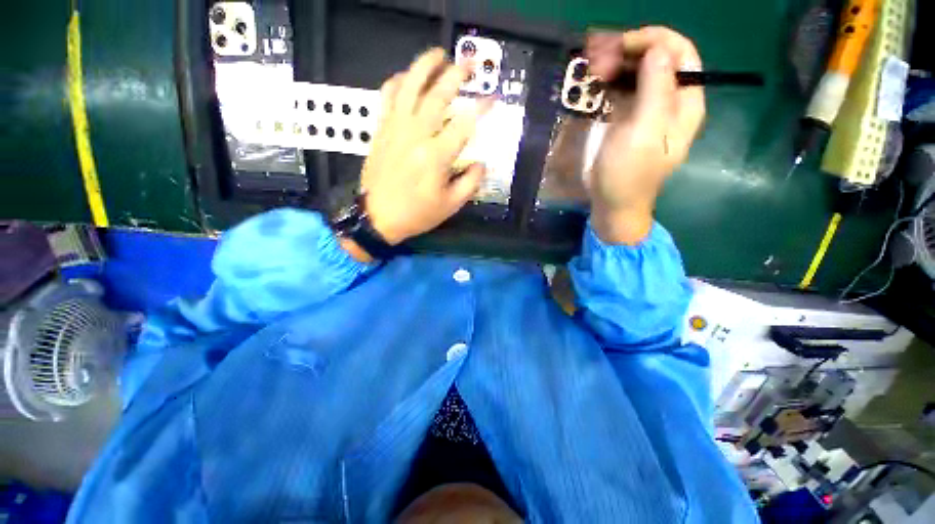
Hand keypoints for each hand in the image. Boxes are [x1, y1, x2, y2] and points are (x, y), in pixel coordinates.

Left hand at [360, 48, 491, 245]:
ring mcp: (395, 127)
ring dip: (424, 67)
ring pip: (409, 88)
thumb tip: (483, 161)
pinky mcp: (381, 127)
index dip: (483, 107)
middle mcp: (415, 135)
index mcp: (436, 156)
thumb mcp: (450, 205)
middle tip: (470, 63)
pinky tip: (407, 76)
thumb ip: (471, 181)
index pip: (466, 123)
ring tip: (438, 53)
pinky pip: (387, 97)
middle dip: (457, 74)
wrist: (373, 217)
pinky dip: (396, 81)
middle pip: (438, 95)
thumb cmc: (414, 213)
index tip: (494, 98)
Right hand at [585, 27, 704, 243]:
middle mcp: (673, 93)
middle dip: (628, 46)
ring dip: (613, 54)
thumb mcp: (644, 131)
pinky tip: (593, 73)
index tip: (625, 47)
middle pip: (657, 48)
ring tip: (592, 69)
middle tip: (599, 63)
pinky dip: (608, 64)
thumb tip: (659, 48)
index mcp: (686, 101)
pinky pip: (624, 68)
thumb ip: (656, 89)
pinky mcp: (633, 99)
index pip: (682, 51)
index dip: (655, 39)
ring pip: (638, 55)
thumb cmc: (630, 172)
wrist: (613, 200)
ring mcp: (652, 95)